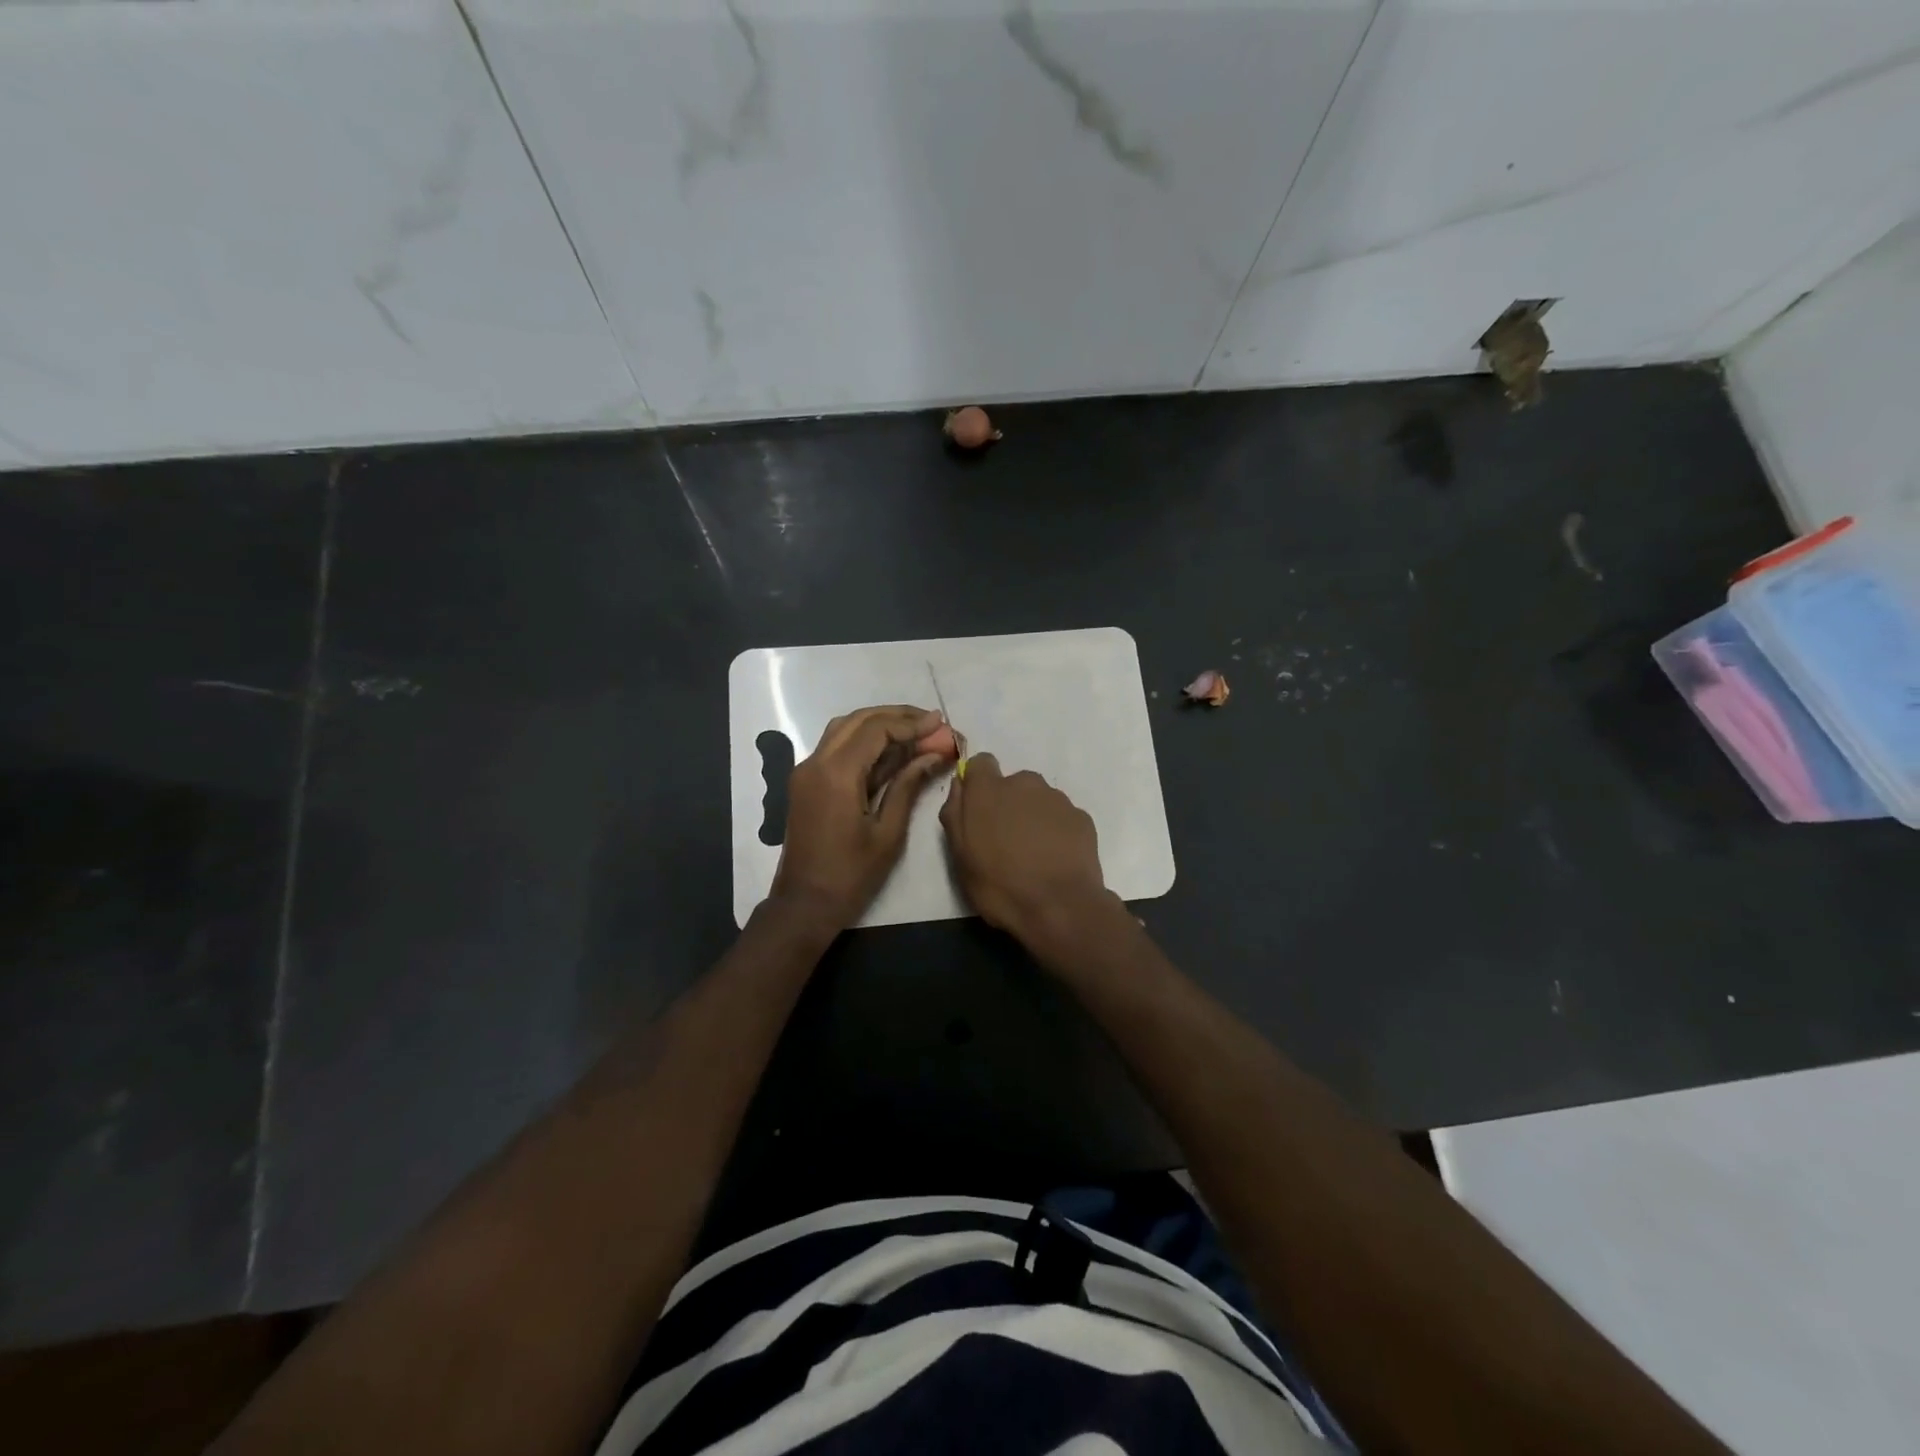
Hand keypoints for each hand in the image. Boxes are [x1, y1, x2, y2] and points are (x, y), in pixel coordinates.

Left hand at [771, 705, 948, 930]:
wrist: (804, 904)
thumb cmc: (851, 875)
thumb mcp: (888, 832)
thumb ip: (908, 786)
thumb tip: (932, 754)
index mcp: (836, 774)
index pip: (876, 729)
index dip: (911, 723)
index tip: (941, 724)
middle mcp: (816, 763)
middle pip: (858, 720)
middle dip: (896, 717)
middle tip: (931, 723)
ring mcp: (807, 771)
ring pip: (844, 730)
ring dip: (879, 725)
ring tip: (916, 732)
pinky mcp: (807, 783)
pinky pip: (836, 748)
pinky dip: (864, 742)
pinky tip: (892, 752)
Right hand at [939, 754, 1113, 941]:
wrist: (1060, 908)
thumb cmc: (1000, 885)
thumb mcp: (960, 856)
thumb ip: (955, 813)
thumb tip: (960, 785)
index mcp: (989, 790)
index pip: (981, 763)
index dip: (978, 783)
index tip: (978, 809)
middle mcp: (1025, 783)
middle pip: (1012, 783)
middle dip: (1008, 804)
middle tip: (1005, 841)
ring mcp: (1057, 799)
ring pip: (1038, 799)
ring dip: (1033, 817)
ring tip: (1033, 854)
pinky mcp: (1082, 817)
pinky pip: (1061, 817)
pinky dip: (1057, 831)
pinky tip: (1055, 859)